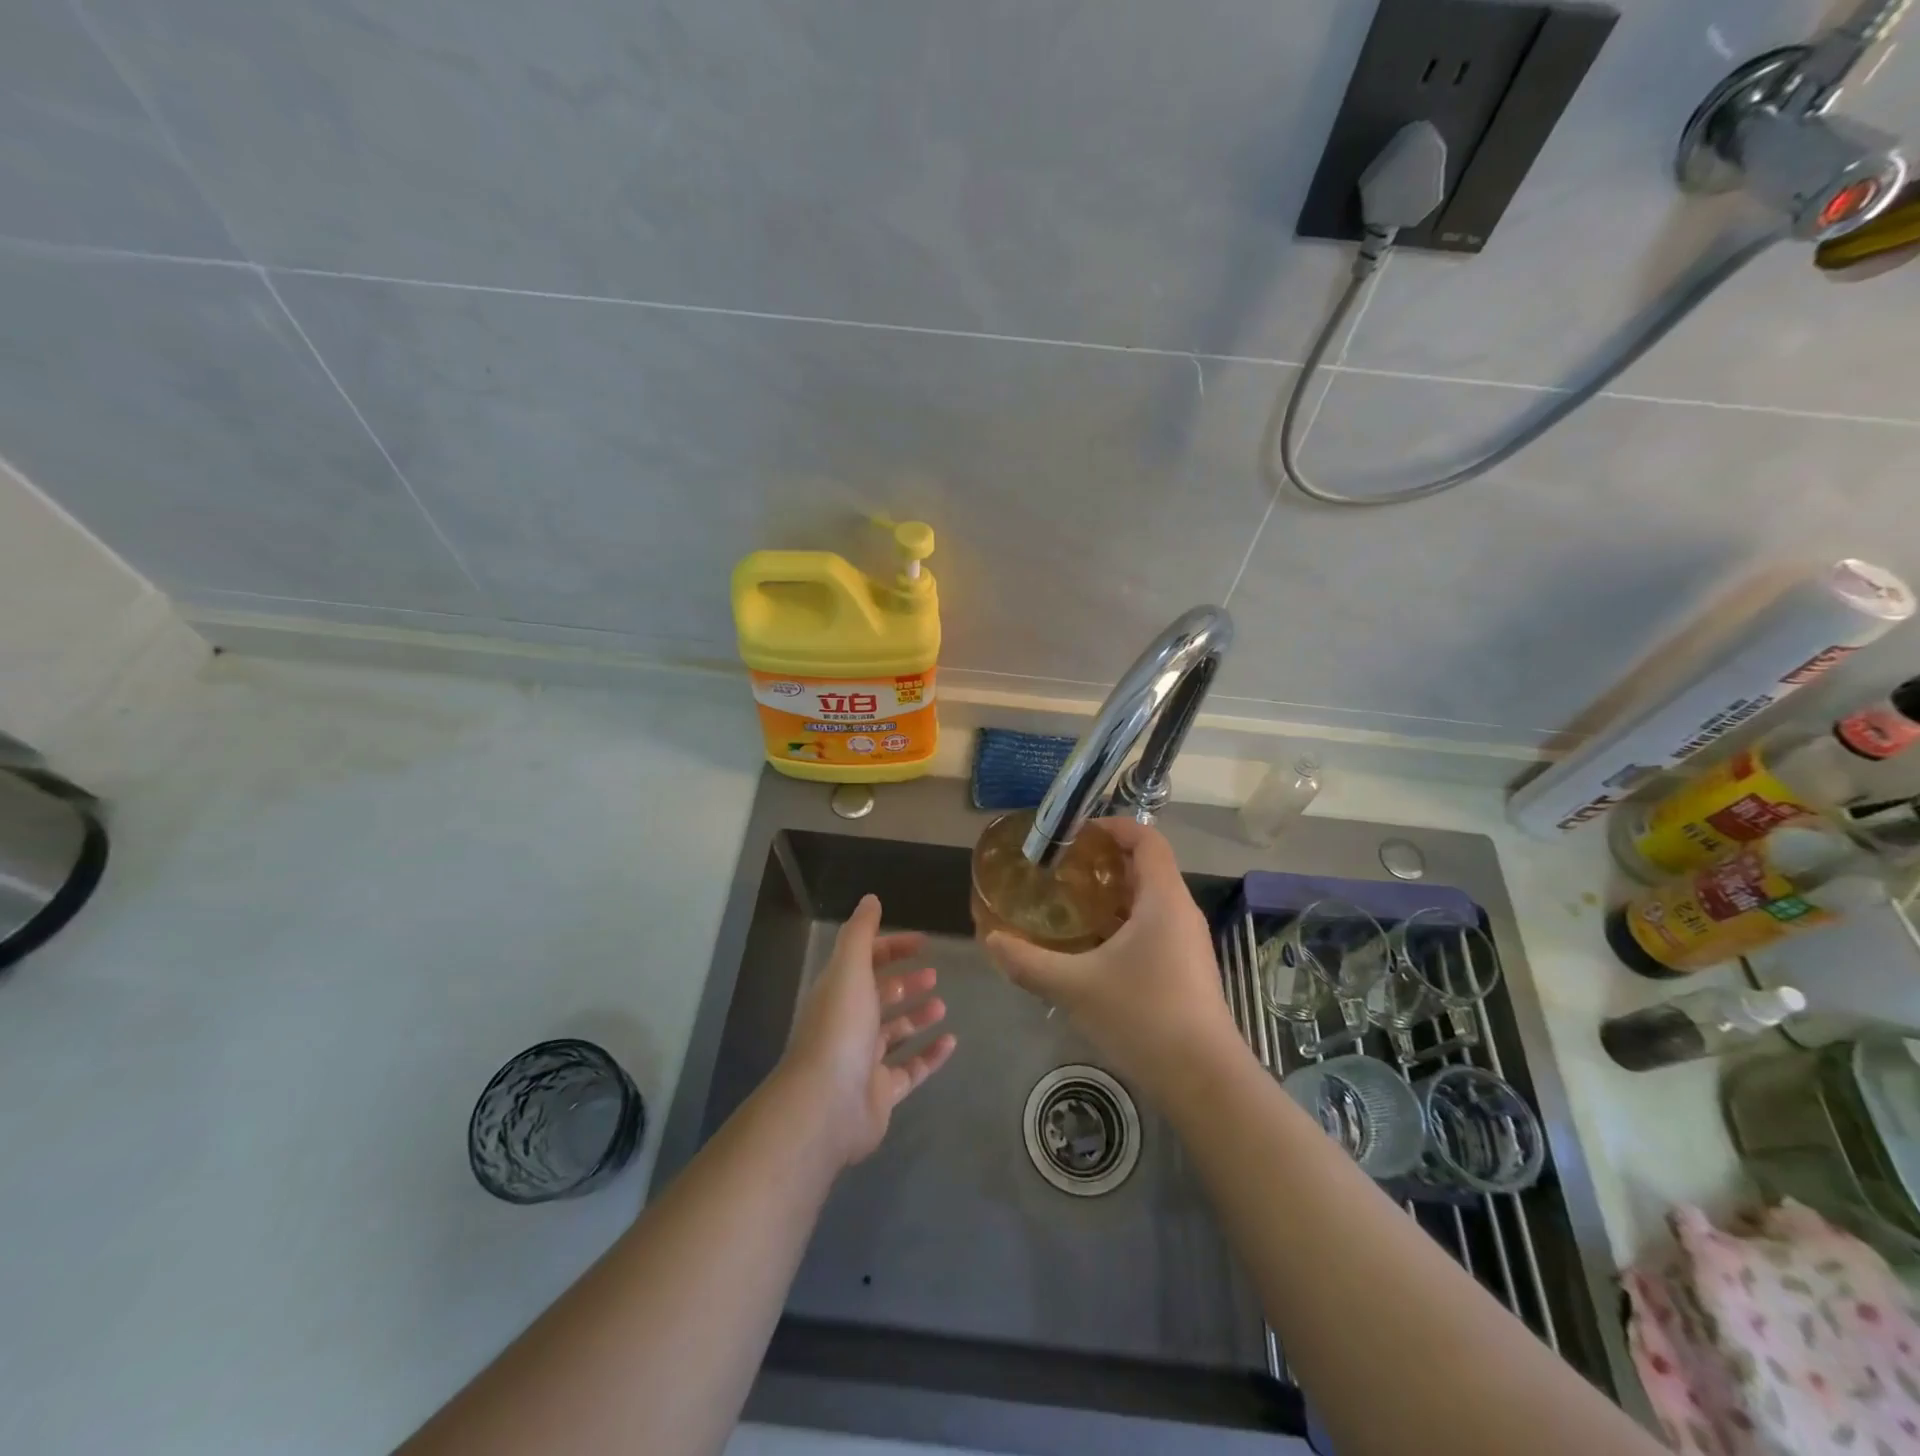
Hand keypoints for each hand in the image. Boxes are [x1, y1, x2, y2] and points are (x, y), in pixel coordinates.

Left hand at [780, 894, 956, 1167]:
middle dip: (905, 983)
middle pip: (879, 996)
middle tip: (934, 975)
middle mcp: (848, 1023)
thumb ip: (860, 933)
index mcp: (838, 992)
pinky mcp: (881, 1092)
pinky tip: (951, 1042)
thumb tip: (870, 899)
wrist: (826, 1105)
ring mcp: (864, 1060)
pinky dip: (930, 1055)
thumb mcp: (849, 968)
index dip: (892, 948)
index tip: (924, 943)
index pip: (865, 961)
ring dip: (917, 1016)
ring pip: (894, 1033)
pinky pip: (910, 1069)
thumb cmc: (840, 1028)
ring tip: (943, 1005)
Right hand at [985, 819, 1242, 1105]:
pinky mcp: (1186, 970)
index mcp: (1163, 899)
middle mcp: (1180, 912)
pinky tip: (1092, 948)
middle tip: (1061, 869)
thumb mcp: (1075, 987)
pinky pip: (1153, 928)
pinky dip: (1123, 924)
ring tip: (1070, 904)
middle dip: (1104, 861)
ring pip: (1150, 901)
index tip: (1075, 833)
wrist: (1204, 1081)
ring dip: (1112, 895)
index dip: (1113, 826)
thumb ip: (1028, 962)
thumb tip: (992, 940)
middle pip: (1146, 867)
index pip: (1147, 839)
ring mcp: (1187, 943)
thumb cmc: (1143, 1017)